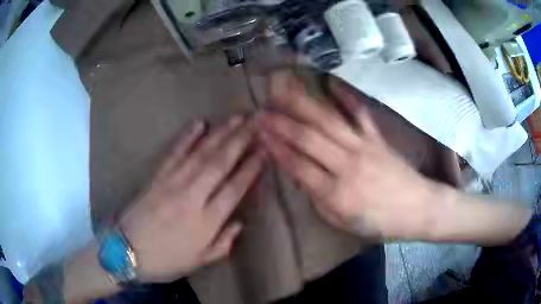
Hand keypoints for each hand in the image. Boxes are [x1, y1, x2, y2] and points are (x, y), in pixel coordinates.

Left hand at [120, 117, 264, 282]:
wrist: (126, 251)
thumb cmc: (165, 261)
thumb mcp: (199, 262)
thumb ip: (223, 243)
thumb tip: (240, 222)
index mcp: (206, 222)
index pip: (235, 188)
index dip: (251, 168)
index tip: (265, 150)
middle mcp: (192, 197)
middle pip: (220, 163)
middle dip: (241, 140)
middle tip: (257, 122)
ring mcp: (172, 183)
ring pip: (201, 153)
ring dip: (221, 133)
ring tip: (237, 118)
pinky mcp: (156, 177)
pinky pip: (175, 153)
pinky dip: (187, 137)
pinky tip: (200, 123)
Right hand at [257, 72, 438, 239]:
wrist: (417, 208)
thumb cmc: (379, 222)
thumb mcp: (342, 222)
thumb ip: (318, 199)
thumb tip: (298, 175)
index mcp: (337, 194)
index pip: (298, 166)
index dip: (276, 148)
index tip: (259, 132)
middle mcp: (348, 166)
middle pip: (309, 139)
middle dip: (282, 123)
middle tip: (261, 110)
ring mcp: (364, 147)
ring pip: (328, 121)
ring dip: (303, 104)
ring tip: (283, 88)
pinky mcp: (378, 137)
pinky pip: (360, 112)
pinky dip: (346, 96)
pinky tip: (330, 81)